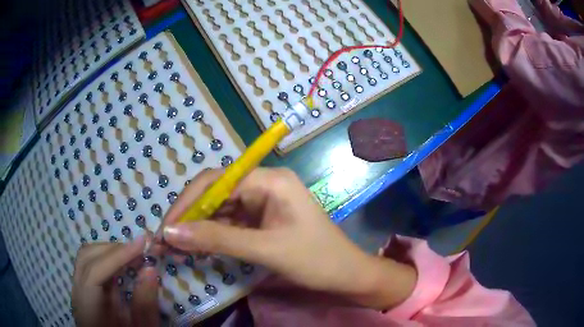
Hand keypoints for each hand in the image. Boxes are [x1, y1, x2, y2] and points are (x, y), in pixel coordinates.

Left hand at [71, 237, 159, 326]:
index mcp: (87, 309)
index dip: (116, 256)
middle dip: (113, 250)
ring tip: (133, 255)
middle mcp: (77, 294)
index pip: (94, 272)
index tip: (141, 244)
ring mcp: (78, 289)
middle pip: (86, 258)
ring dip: (110, 252)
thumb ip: (144, 303)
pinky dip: (108, 260)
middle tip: (139, 249)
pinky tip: (123, 264)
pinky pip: (92, 266)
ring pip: (87, 258)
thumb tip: (150, 269)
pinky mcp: (84, 289)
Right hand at [162, 168, 415, 309]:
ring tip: (175, 247)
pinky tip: (197, 247)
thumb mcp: (264, 249)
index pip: (217, 181)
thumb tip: (170, 232)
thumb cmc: (316, 260)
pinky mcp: (262, 220)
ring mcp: (263, 202)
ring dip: (198, 228)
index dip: (187, 203)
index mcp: (270, 180)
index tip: (166, 227)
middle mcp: (264, 184)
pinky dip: (212, 235)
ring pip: (220, 209)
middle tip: (166, 240)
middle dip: (189, 216)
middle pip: (215, 193)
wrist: (347, 275)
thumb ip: (217, 239)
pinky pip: (230, 223)